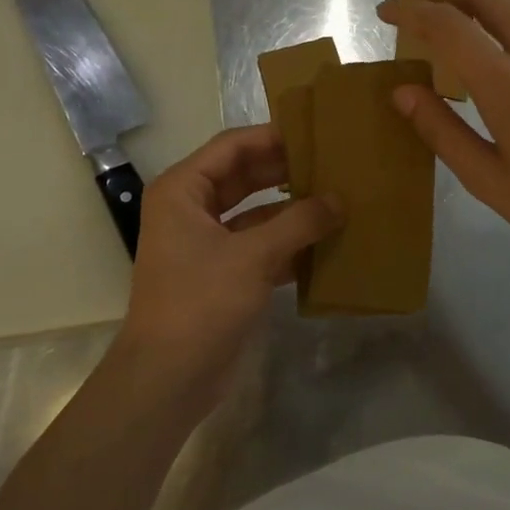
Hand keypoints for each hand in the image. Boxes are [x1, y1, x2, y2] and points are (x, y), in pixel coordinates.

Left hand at [112, 126, 340, 409]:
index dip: (274, 137)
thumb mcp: (252, 256)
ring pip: (256, 213)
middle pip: (245, 176)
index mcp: (183, 191)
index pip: (232, 146)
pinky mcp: (224, 274)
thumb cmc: (201, 302)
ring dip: (293, 209)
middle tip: (335, 163)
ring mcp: (208, 244)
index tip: (317, 132)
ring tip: (339, 198)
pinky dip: (290, 243)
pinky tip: (327, 242)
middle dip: (287, 171)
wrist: (169, 377)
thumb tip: (340, 200)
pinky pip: (261, 246)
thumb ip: (299, 222)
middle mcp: (192, 210)